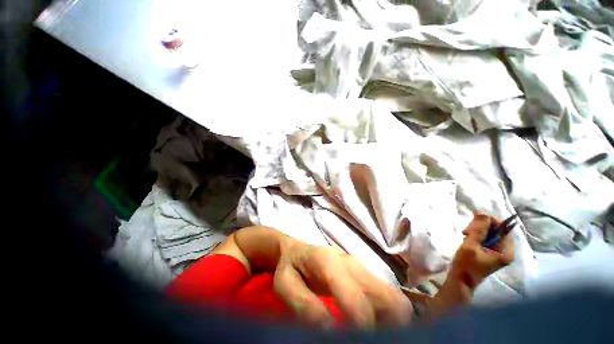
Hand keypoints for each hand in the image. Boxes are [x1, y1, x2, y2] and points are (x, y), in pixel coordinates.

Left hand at [273, 236, 412, 328]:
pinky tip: (375, 327)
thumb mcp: (286, 285)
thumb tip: (329, 329)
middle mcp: (352, 263)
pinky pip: (388, 297)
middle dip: (390, 329)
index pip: (356, 299)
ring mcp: (361, 266)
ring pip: (393, 298)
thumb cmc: (291, 267)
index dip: (362, 329)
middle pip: (388, 298)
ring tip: (375, 338)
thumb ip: (304, 305)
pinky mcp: (365, 272)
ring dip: (393, 324)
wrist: (298, 250)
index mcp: (329, 263)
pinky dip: (389, 317)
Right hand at [449, 213, 514, 291]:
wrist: (460, 280)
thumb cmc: (466, 264)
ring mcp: (497, 251)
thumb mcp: (471, 245)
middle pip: (496, 229)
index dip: (489, 221)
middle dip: (480, 226)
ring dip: (476, 230)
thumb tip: (482, 212)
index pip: (503, 228)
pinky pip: (485, 237)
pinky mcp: (490, 251)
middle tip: (466, 231)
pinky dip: (475, 235)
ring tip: (465, 235)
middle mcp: (505, 250)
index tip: (473, 223)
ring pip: (489, 232)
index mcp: (506, 251)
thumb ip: (478, 229)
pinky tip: (468, 239)